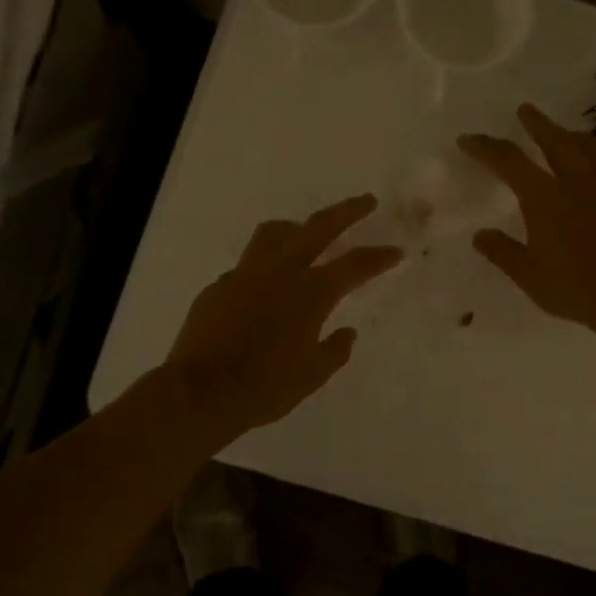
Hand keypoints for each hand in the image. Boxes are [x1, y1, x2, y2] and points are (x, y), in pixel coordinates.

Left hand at [162, 194, 401, 443]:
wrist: (198, 393)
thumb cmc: (264, 388)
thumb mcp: (311, 376)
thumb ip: (334, 350)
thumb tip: (347, 333)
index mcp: (311, 293)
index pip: (355, 265)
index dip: (379, 257)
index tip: (396, 251)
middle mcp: (281, 272)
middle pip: (319, 227)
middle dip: (347, 211)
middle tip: (366, 201)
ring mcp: (245, 274)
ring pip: (275, 233)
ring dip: (297, 228)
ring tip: (306, 233)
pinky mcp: (218, 286)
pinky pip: (247, 265)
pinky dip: (264, 266)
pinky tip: (264, 288)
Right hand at [458, 104, 595, 346]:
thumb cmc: (575, 288)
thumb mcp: (528, 275)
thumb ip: (503, 252)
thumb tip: (481, 235)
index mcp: (545, 198)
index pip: (509, 162)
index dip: (486, 148)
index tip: (468, 139)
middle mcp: (576, 186)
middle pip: (556, 142)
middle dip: (537, 124)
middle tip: (525, 109)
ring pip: (590, 151)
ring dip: (573, 136)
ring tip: (567, 132)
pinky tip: (595, 176)